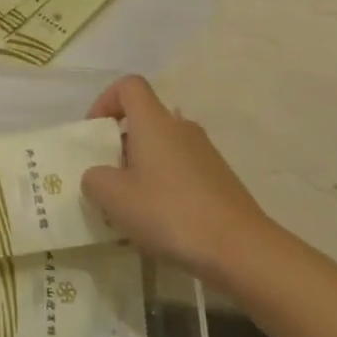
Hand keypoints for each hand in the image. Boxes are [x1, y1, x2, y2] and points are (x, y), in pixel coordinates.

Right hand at [80, 75, 273, 282]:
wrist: (242, 251)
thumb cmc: (171, 212)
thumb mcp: (115, 198)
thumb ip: (94, 180)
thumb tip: (98, 176)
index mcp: (154, 121)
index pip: (129, 86)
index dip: (106, 101)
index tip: (95, 133)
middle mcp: (181, 128)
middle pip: (144, 120)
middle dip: (121, 144)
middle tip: (108, 178)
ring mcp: (206, 154)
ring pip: (163, 148)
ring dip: (143, 169)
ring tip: (133, 206)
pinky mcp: (221, 181)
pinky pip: (182, 171)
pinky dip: (166, 187)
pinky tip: (163, 222)